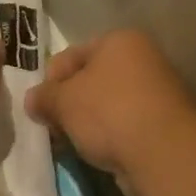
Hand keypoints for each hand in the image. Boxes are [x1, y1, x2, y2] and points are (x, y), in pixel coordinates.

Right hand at [24, 29, 195, 191]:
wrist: (162, 153)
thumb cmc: (108, 113)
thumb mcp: (63, 101)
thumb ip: (43, 97)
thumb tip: (33, 100)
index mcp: (119, 41)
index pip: (71, 55)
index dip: (50, 80)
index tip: (40, 107)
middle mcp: (142, 60)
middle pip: (90, 81)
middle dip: (68, 105)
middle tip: (54, 128)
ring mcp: (156, 93)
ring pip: (106, 106)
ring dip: (86, 124)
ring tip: (72, 144)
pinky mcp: (163, 125)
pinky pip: (123, 127)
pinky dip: (107, 138)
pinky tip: (96, 154)